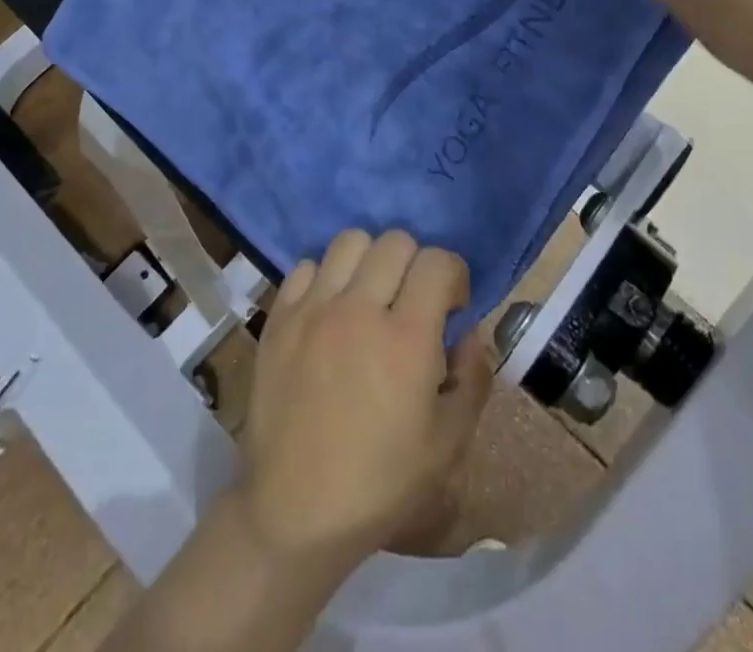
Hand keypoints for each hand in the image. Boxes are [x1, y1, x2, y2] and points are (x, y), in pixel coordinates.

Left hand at [237, 230, 492, 573]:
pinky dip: (325, 278)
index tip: (451, 304)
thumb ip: (473, 379)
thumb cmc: (379, 484)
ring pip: (350, 241)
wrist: (295, 512)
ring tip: (368, 297)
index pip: (437, 261)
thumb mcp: (447, 445)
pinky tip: (329, 311)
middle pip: (396, 241)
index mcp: (407, 339)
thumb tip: (470, 331)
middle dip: (415, 264)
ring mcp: (314, 309)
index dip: (453, 275)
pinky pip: (306, 266)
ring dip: (369, 261)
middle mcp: (359, 309)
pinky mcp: (280, 318)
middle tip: (411, 301)